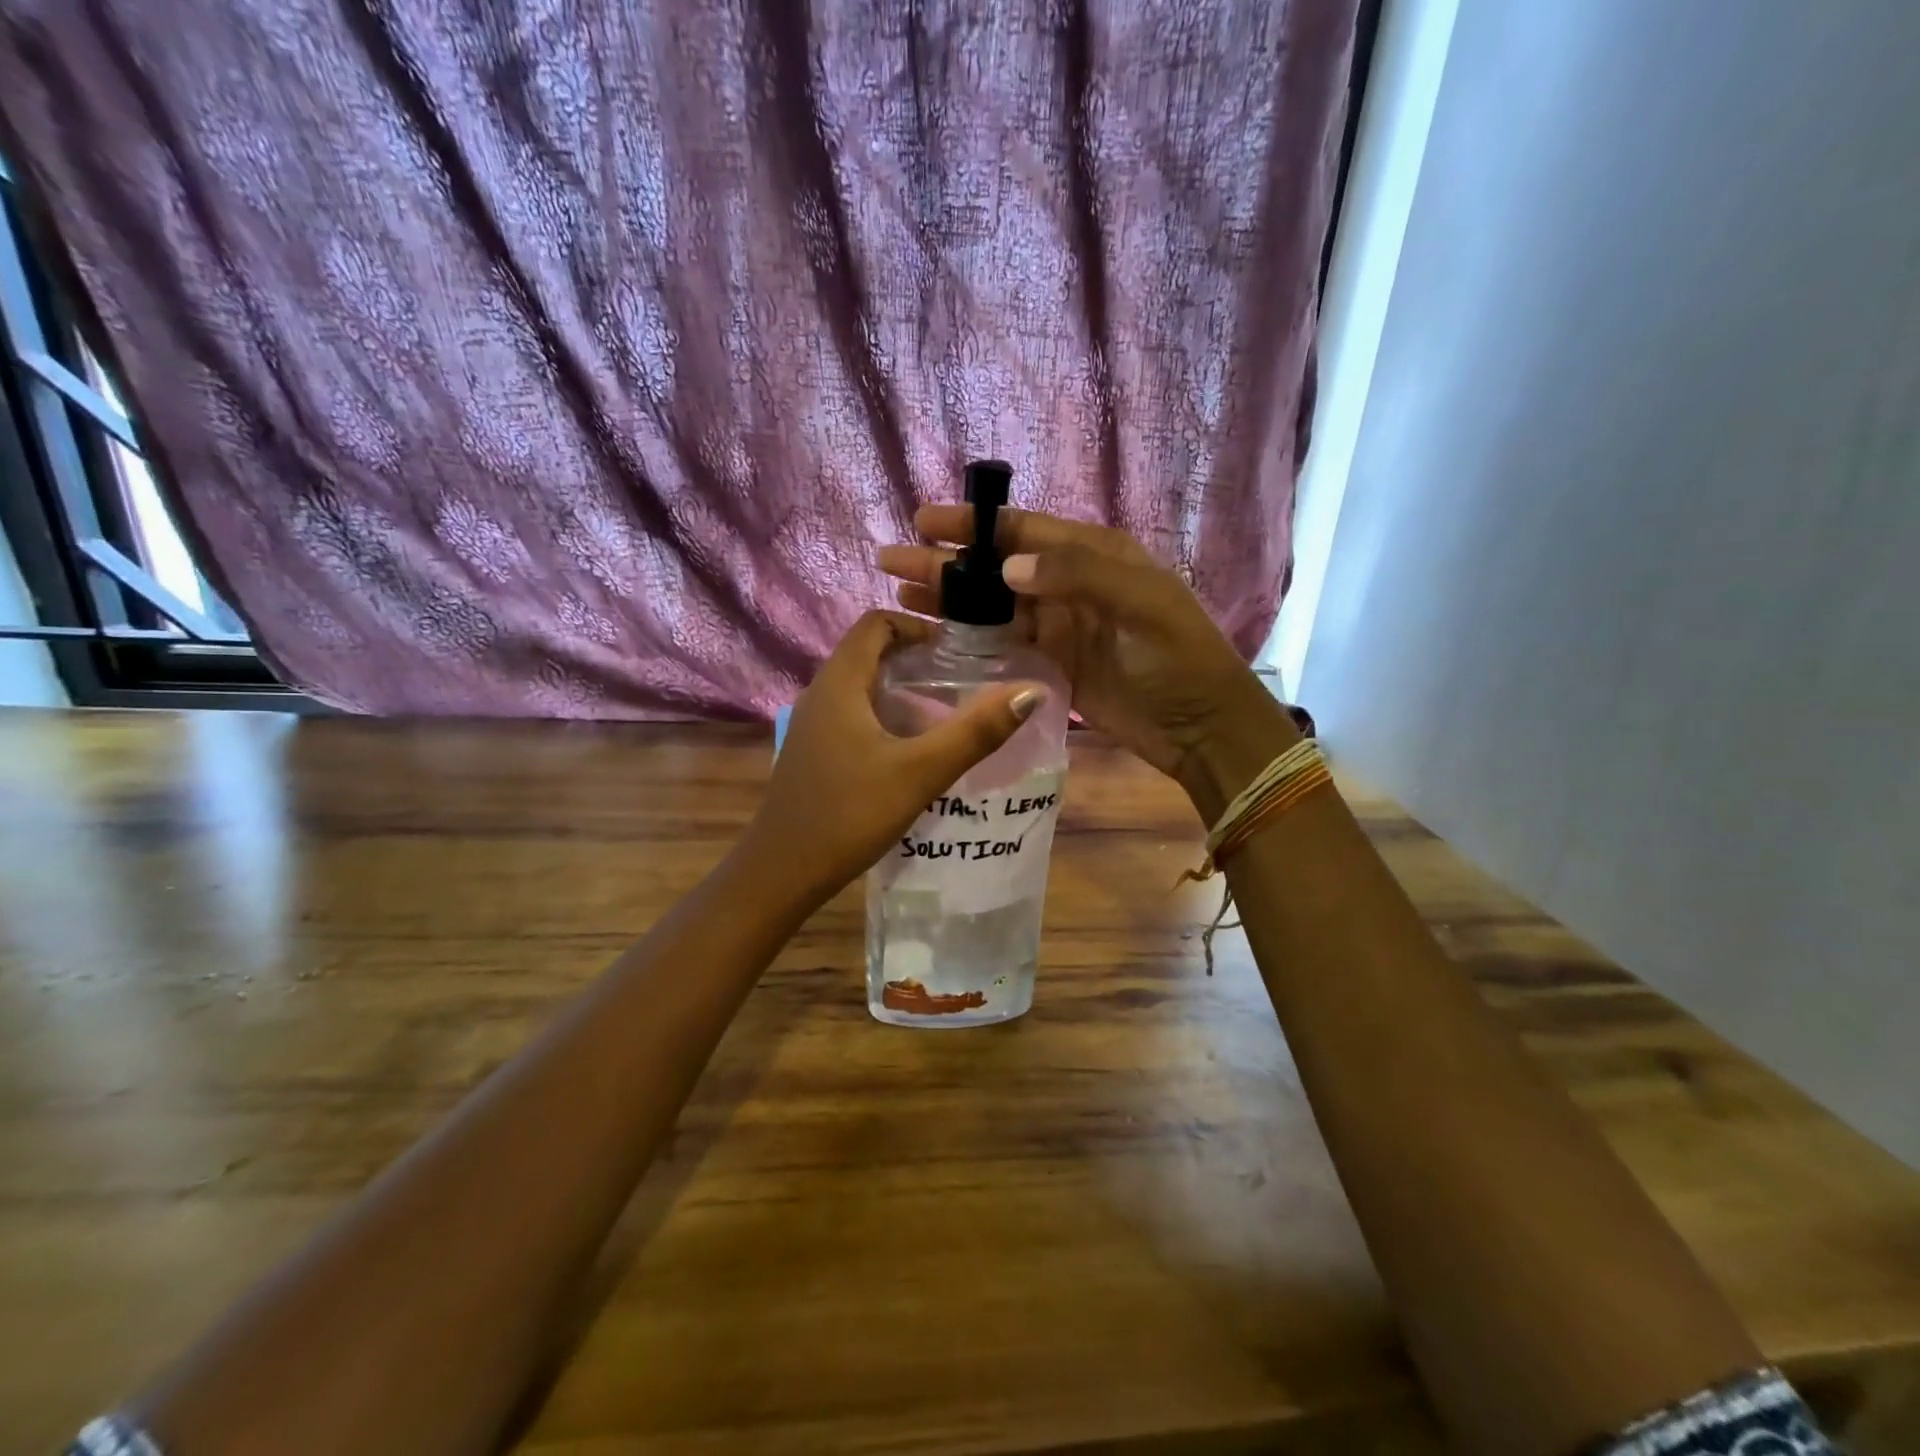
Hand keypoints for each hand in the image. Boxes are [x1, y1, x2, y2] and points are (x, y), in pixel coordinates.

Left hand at [742, 610, 1042, 907]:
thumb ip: (975, 732)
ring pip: (861, 687)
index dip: (918, 626)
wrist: (782, 872)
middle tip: (960, 681)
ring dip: (901, 689)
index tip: (957, 650)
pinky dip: (885, 716)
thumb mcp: (921, 772)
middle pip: (869, 652)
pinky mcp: (813, 753)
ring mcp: (813, 725)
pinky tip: (911, 751)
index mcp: (839, 683)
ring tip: (944, 714)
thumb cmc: (849, 814)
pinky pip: (852, 715)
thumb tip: (1031, 691)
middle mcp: (820, 694)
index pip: (876, 623)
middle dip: (915, 658)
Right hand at [877, 508, 1292, 801]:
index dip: (972, 525)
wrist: (1201, 727)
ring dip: (951, 601)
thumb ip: (1078, 574)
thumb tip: (1007, 568)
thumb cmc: (1178, 658)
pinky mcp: (1052, 667)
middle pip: (997, 569)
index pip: (1022, 530)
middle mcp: (1068, 585)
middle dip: (947, 564)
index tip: (924, 522)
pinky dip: (972, 641)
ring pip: (993, 608)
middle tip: (893, 562)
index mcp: (1093, 555)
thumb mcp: (1141, 603)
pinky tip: (937, 639)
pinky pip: (1004, 646)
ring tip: (901, 596)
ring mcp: (1058, 628)